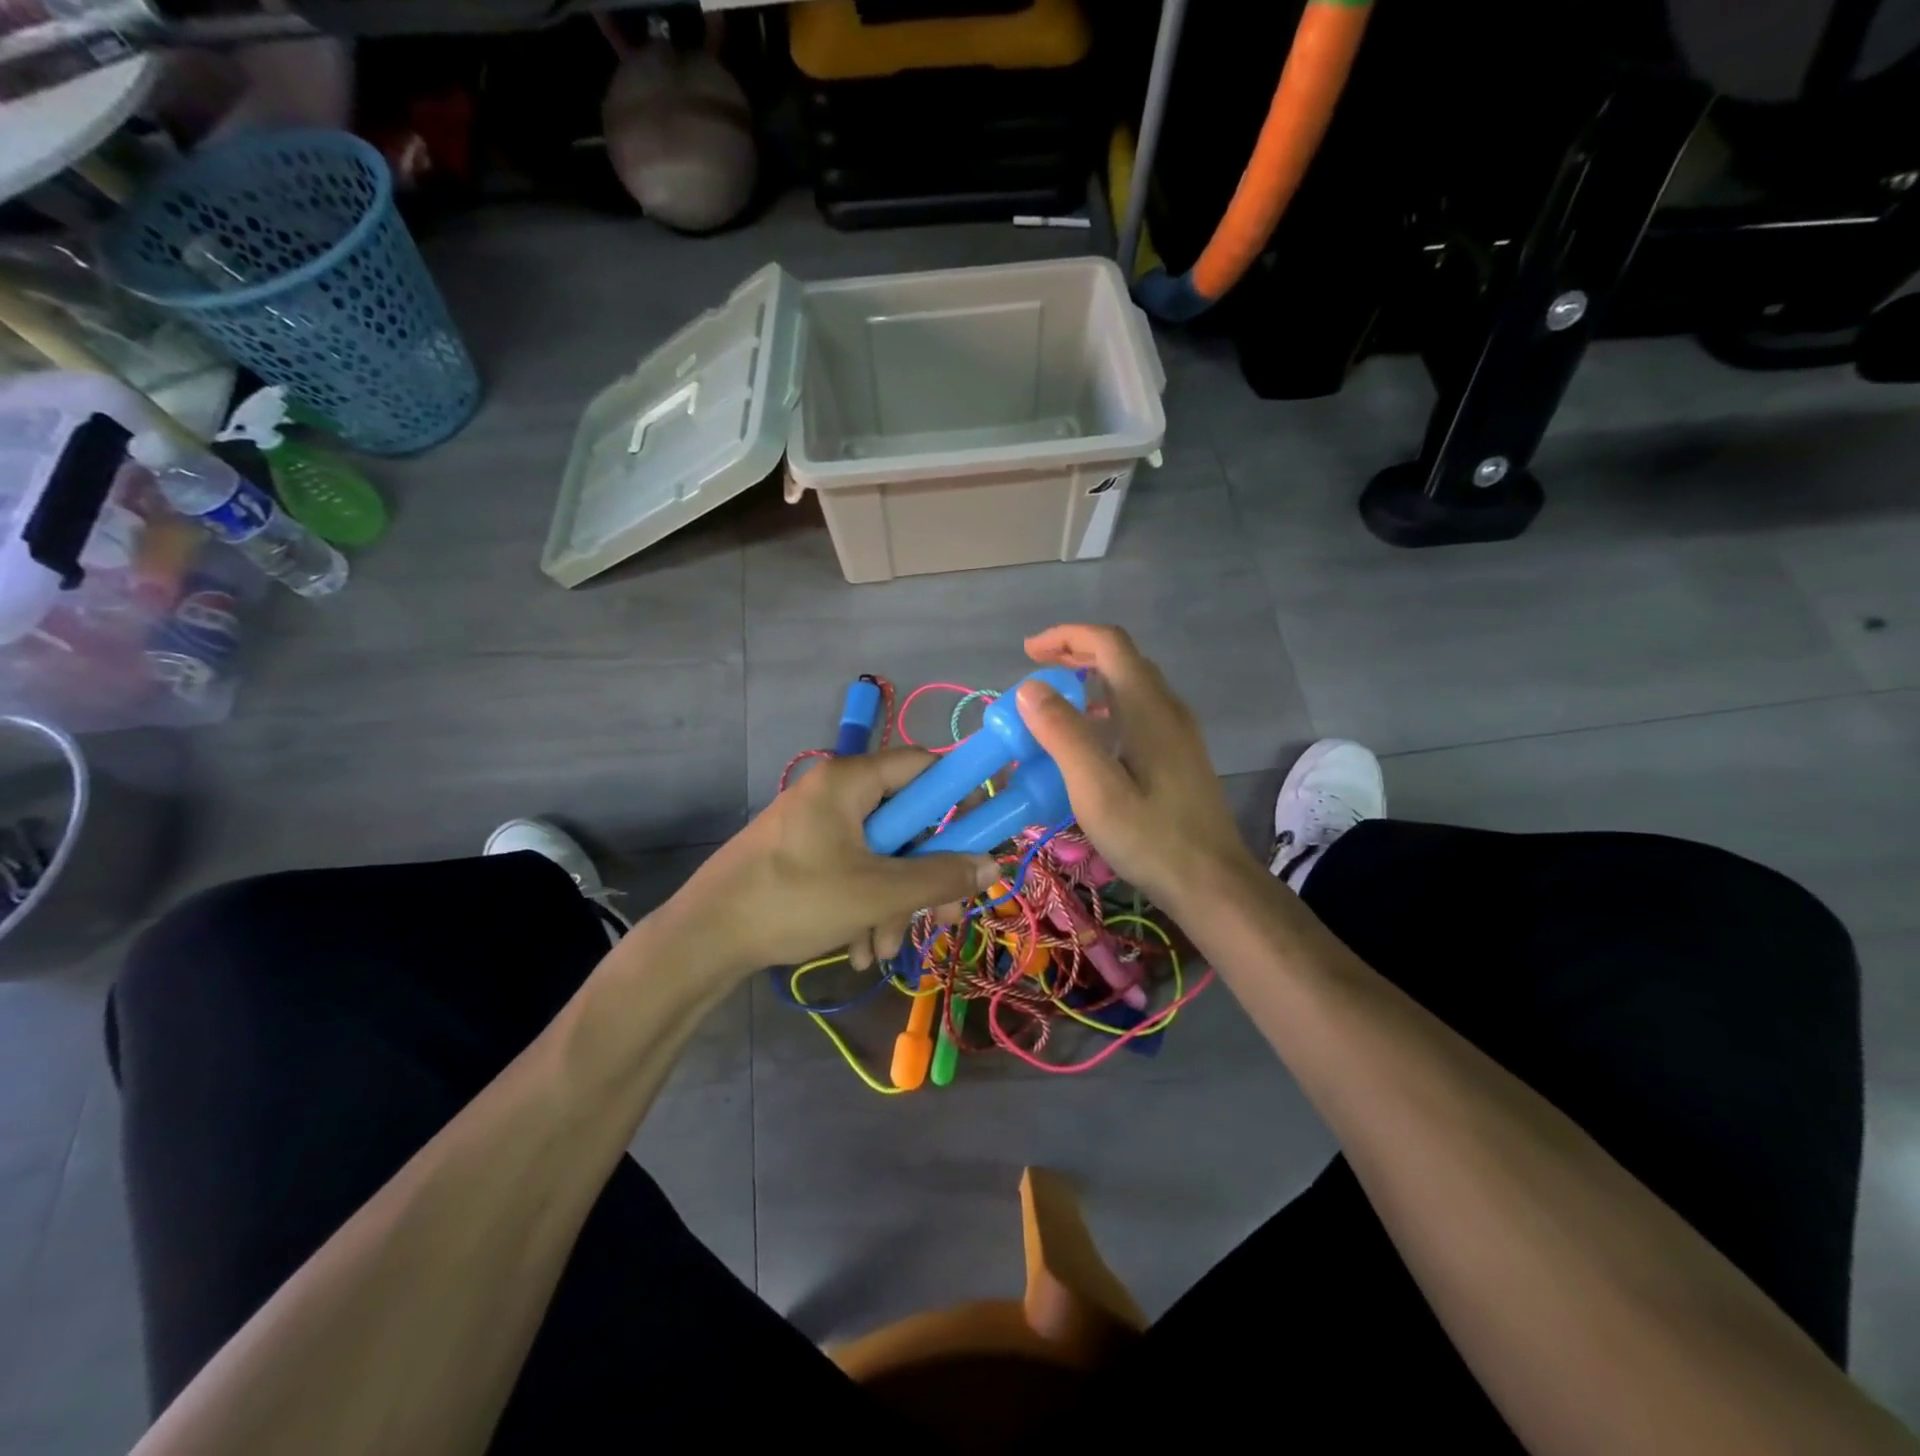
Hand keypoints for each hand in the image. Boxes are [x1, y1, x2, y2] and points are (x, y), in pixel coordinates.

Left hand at [661, 748, 1000, 979]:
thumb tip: (991, 865)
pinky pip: (853, 869)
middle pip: (906, 821)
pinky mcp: (804, 853)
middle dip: (922, 876)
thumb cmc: (794, 900)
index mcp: (852, 780)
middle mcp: (837, 791)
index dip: (959, 799)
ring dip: (894, 903)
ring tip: (883, 951)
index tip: (978, 841)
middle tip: (938, 918)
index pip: (925, 766)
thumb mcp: (876, 893)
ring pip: (882, 854)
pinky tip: (860, 949)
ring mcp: (817, 824)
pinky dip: (865, 905)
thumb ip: (938, 877)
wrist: (704, 938)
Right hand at [1018, 624, 1257, 913]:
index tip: (1028, 652)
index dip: (1066, 636)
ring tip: (1053, 706)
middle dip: (1075, 654)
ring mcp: (1178, 732)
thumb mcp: (1097, 789)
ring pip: (1131, 684)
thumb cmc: (1151, 838)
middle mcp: (1167, 708)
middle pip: (1121, 658)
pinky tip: (1088, 742)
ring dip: (1090, 680)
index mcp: (1148, 707)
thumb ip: (1064, 735)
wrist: (1213, 883)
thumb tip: (1031, 688)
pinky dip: (1105, 706)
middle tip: (1035, 674)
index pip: (1108, 643)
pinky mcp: (1179, 755)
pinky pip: (1138, 711)